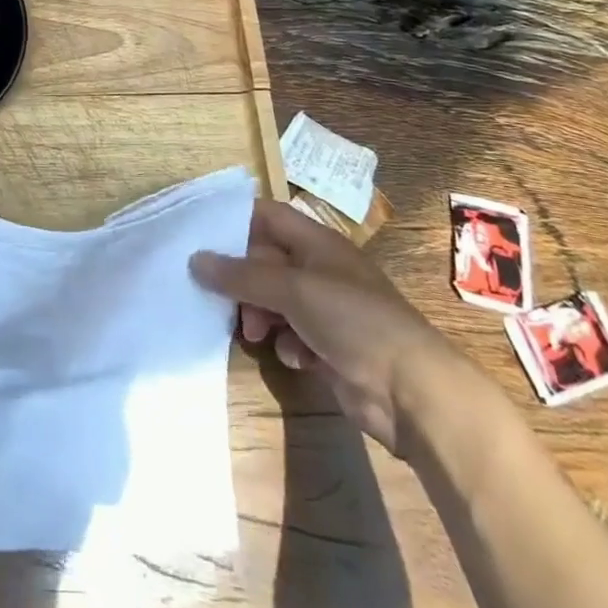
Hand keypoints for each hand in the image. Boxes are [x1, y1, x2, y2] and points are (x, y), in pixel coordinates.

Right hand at [191, 200, 478, 457]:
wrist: (412, 391)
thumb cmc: (354, 320)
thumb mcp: (293, 289)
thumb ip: (242, 275)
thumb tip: (195, 260)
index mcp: (317, 243)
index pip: (268, 216)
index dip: (237, 221)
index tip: (201, 237)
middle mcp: (320, 270)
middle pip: (266, 260)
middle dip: (242, 279)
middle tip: (219, 298)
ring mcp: (327, 310)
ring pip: (275, 301)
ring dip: (259, 314)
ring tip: (255, 334)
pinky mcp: (330, 348)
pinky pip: (292, 335)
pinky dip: (286, 344)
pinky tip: (293, 357)